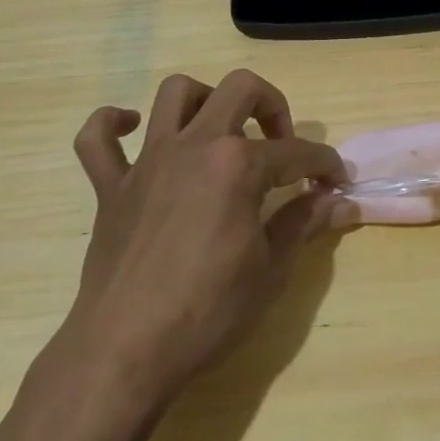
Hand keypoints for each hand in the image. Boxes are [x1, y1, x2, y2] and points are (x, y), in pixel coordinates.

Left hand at [57, 70, 344, 402]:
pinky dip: (113, 125)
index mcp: (238, 165)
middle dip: (273, 106)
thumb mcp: (271, 270)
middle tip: (282, 146)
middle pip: (240, 89)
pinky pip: (96, 138)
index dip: (325, 164)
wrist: (125, 351)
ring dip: (204, 100)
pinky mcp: (110, 186)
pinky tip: (134, 132)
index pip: (297, 152)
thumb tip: (342, 203)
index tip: (337, 182)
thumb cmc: (208, 312)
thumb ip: (305, 224)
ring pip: (174, 93)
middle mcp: (194, 146)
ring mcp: (147, 161)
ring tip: (220, 133)